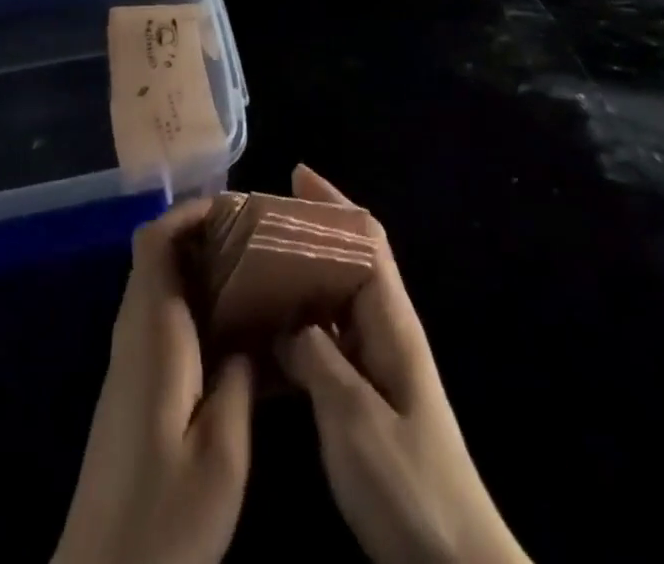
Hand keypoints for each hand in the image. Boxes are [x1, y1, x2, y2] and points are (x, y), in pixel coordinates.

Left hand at [52, 198, 252, 563]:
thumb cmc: (165, 518)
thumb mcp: (224, 451)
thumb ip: (240, 377)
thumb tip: (250, 331)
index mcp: (153, 332)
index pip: (156, 240)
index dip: (191, 212)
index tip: (239, 211)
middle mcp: (134, 333)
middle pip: (158, 254)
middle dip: (205, 235)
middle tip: (258, 242)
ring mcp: (129, 360)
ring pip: (160, 284)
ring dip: (202, 269)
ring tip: (256, 277)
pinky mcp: (132, 387)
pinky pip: (162, 318)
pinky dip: (195, 304)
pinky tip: (234, 332)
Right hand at [278, 166, 529, 563]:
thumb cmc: (409, 487)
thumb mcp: (354, 420)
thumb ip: (317, 360)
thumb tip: (287, 321)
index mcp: (391, 322)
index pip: (366, 240)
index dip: (334, 203)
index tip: (295, 176)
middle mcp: (386, 330)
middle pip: (349, 259)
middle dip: (309, 231)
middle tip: (257, 222)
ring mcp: (378, 363)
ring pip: (336, 297)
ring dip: (301, 273)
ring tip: (253, 263)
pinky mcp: (367, 394)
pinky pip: (329, 338)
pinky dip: (300, 320)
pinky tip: (269, 328)